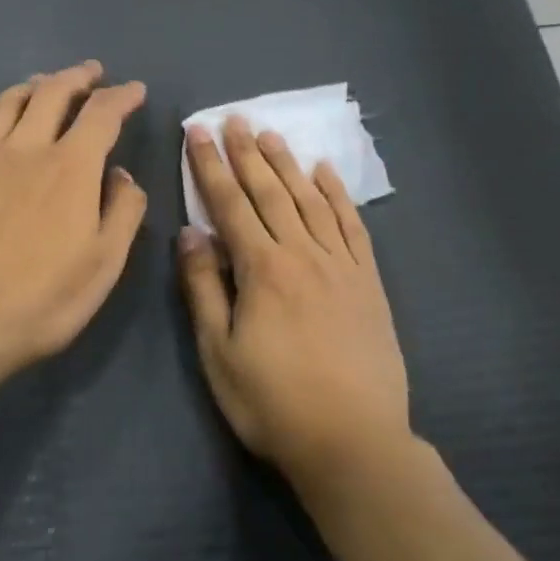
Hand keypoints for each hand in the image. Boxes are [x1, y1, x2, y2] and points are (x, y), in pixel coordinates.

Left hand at [0, 61, 147, 375]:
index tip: (135, 90)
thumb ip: (123, 212)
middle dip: (78, 76)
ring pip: (8, 101)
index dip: (122, 96)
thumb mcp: (104, 264)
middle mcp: (25, 148)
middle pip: (52, 91)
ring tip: (45, 84)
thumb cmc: (41, 300)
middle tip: (92, 73)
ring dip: (33, 85)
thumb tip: (123, 175)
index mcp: (70, 168)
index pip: (102, 113)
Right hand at [179, 117, 410, 487]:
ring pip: (310, 200)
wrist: (354, 441)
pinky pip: (352, 225)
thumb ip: (203, 288)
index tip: (199, 133)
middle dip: (248, 153)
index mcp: (262, 269)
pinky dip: (339, 194)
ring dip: (288, 164)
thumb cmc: (273, 403)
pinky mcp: (368, 281)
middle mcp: (303, 254)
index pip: (230, 204)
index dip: (211, 166)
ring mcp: (341, 265)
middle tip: (235, 118)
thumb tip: (190, 232)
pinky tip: (327, 172)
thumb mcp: (219, 352)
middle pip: (270, 192)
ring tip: (272, 134)